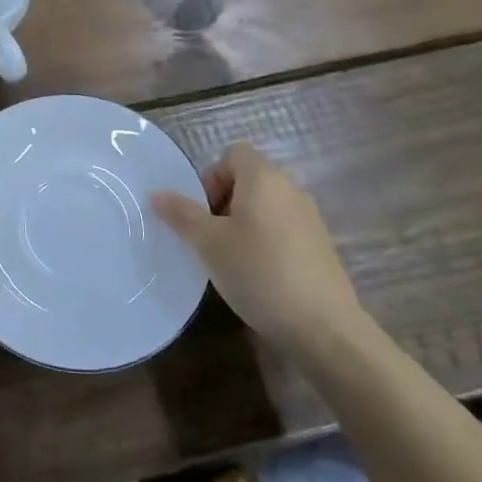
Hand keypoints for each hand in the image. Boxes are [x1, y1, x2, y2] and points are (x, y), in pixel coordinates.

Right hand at [151, 143, 366, 356]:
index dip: (211, 176)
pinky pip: (283, 229)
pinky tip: (258, 276)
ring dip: (243, 224)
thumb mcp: (208, 243)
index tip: (203, 212)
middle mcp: (290, 189)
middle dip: (223, 202)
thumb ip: (181, 214)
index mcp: (264, 178)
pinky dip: (265, 242)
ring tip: (230, 259)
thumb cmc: (258, 272)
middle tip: (210, 237)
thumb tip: (157, 194)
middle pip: (248, 179)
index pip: (233, 153)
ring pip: (265, 207)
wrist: (324, 328)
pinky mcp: (320, 247)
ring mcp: (310, 219)